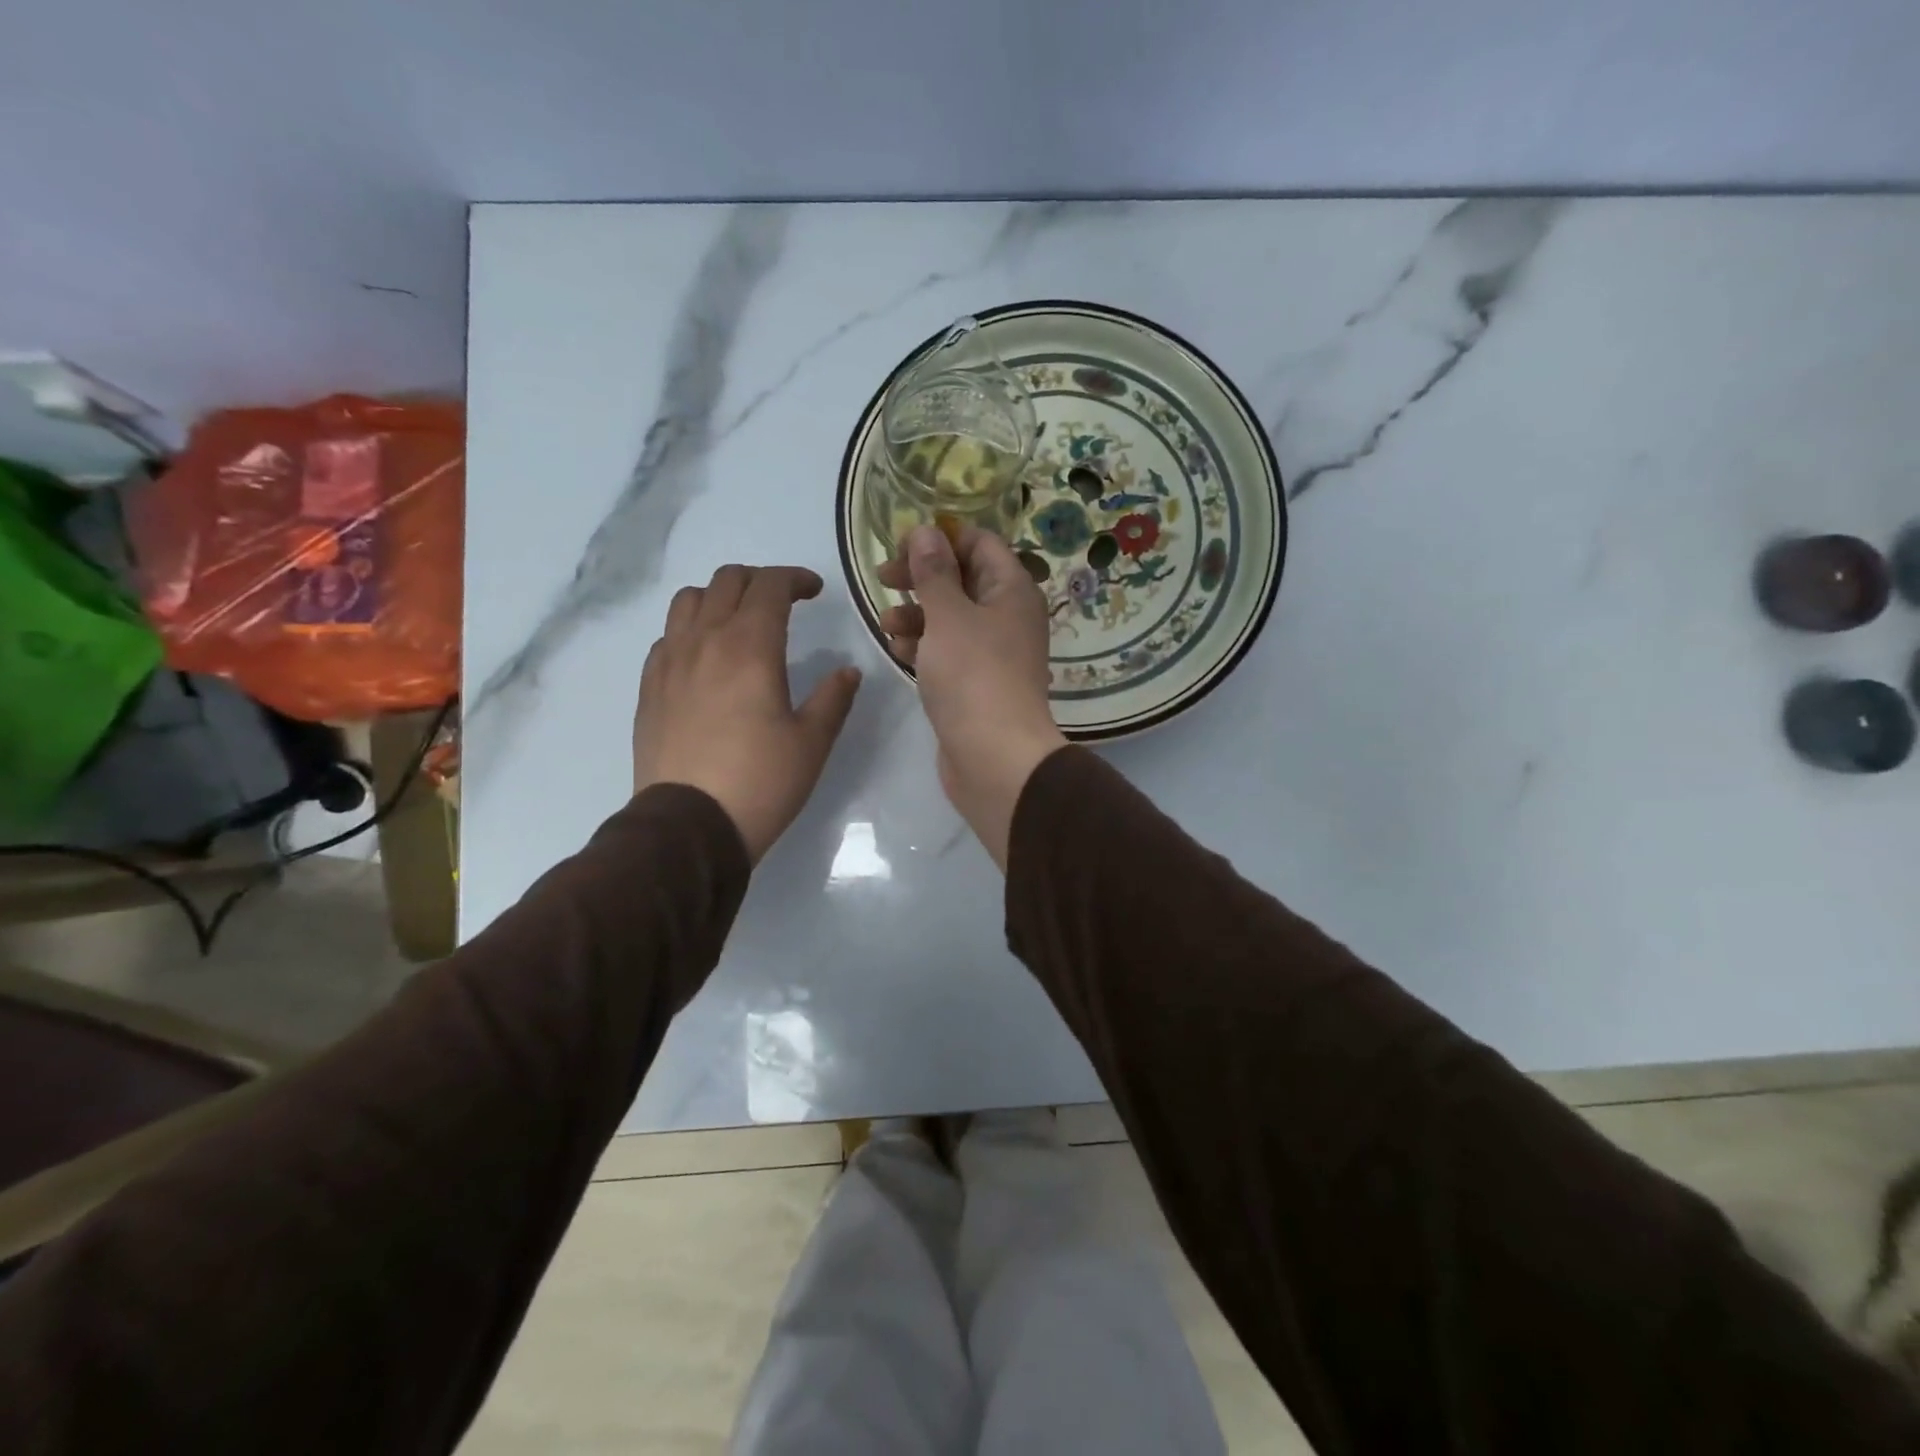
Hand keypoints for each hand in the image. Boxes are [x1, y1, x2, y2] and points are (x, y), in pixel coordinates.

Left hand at [634, 565, 860, 863]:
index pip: (770, 586)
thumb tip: (847, 670)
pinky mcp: (649, 687)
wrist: (690, 825)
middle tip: (783, 603)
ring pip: (688, 600)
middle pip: (727, 581)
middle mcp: (705, 641)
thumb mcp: (812, 742)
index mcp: (750, 646)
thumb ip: (833, 697)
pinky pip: (667, 637)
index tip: (814, 592)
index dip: (795, 579)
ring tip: (739, 621)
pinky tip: (705, 657)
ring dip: (719, 597)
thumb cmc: (761, 781)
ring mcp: (670, 662)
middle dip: (760, 581)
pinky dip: (690, 629)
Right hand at [879, 525, 1065, 868]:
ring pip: (950, 618)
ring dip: (916, 614)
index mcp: (1012, 590)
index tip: (902, 547)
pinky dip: (924, 646)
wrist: (995, 757)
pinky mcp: (976, 683)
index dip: (941, 539)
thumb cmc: (973, 676)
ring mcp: (993, 652)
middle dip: (921, 577)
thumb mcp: (948, 616)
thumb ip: (933, 572)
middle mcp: (1007, 616)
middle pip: (962, 579)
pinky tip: (898, 651)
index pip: (979, 543)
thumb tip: (926, 531)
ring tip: (887, 624)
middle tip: (883, 579)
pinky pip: (948, 651)